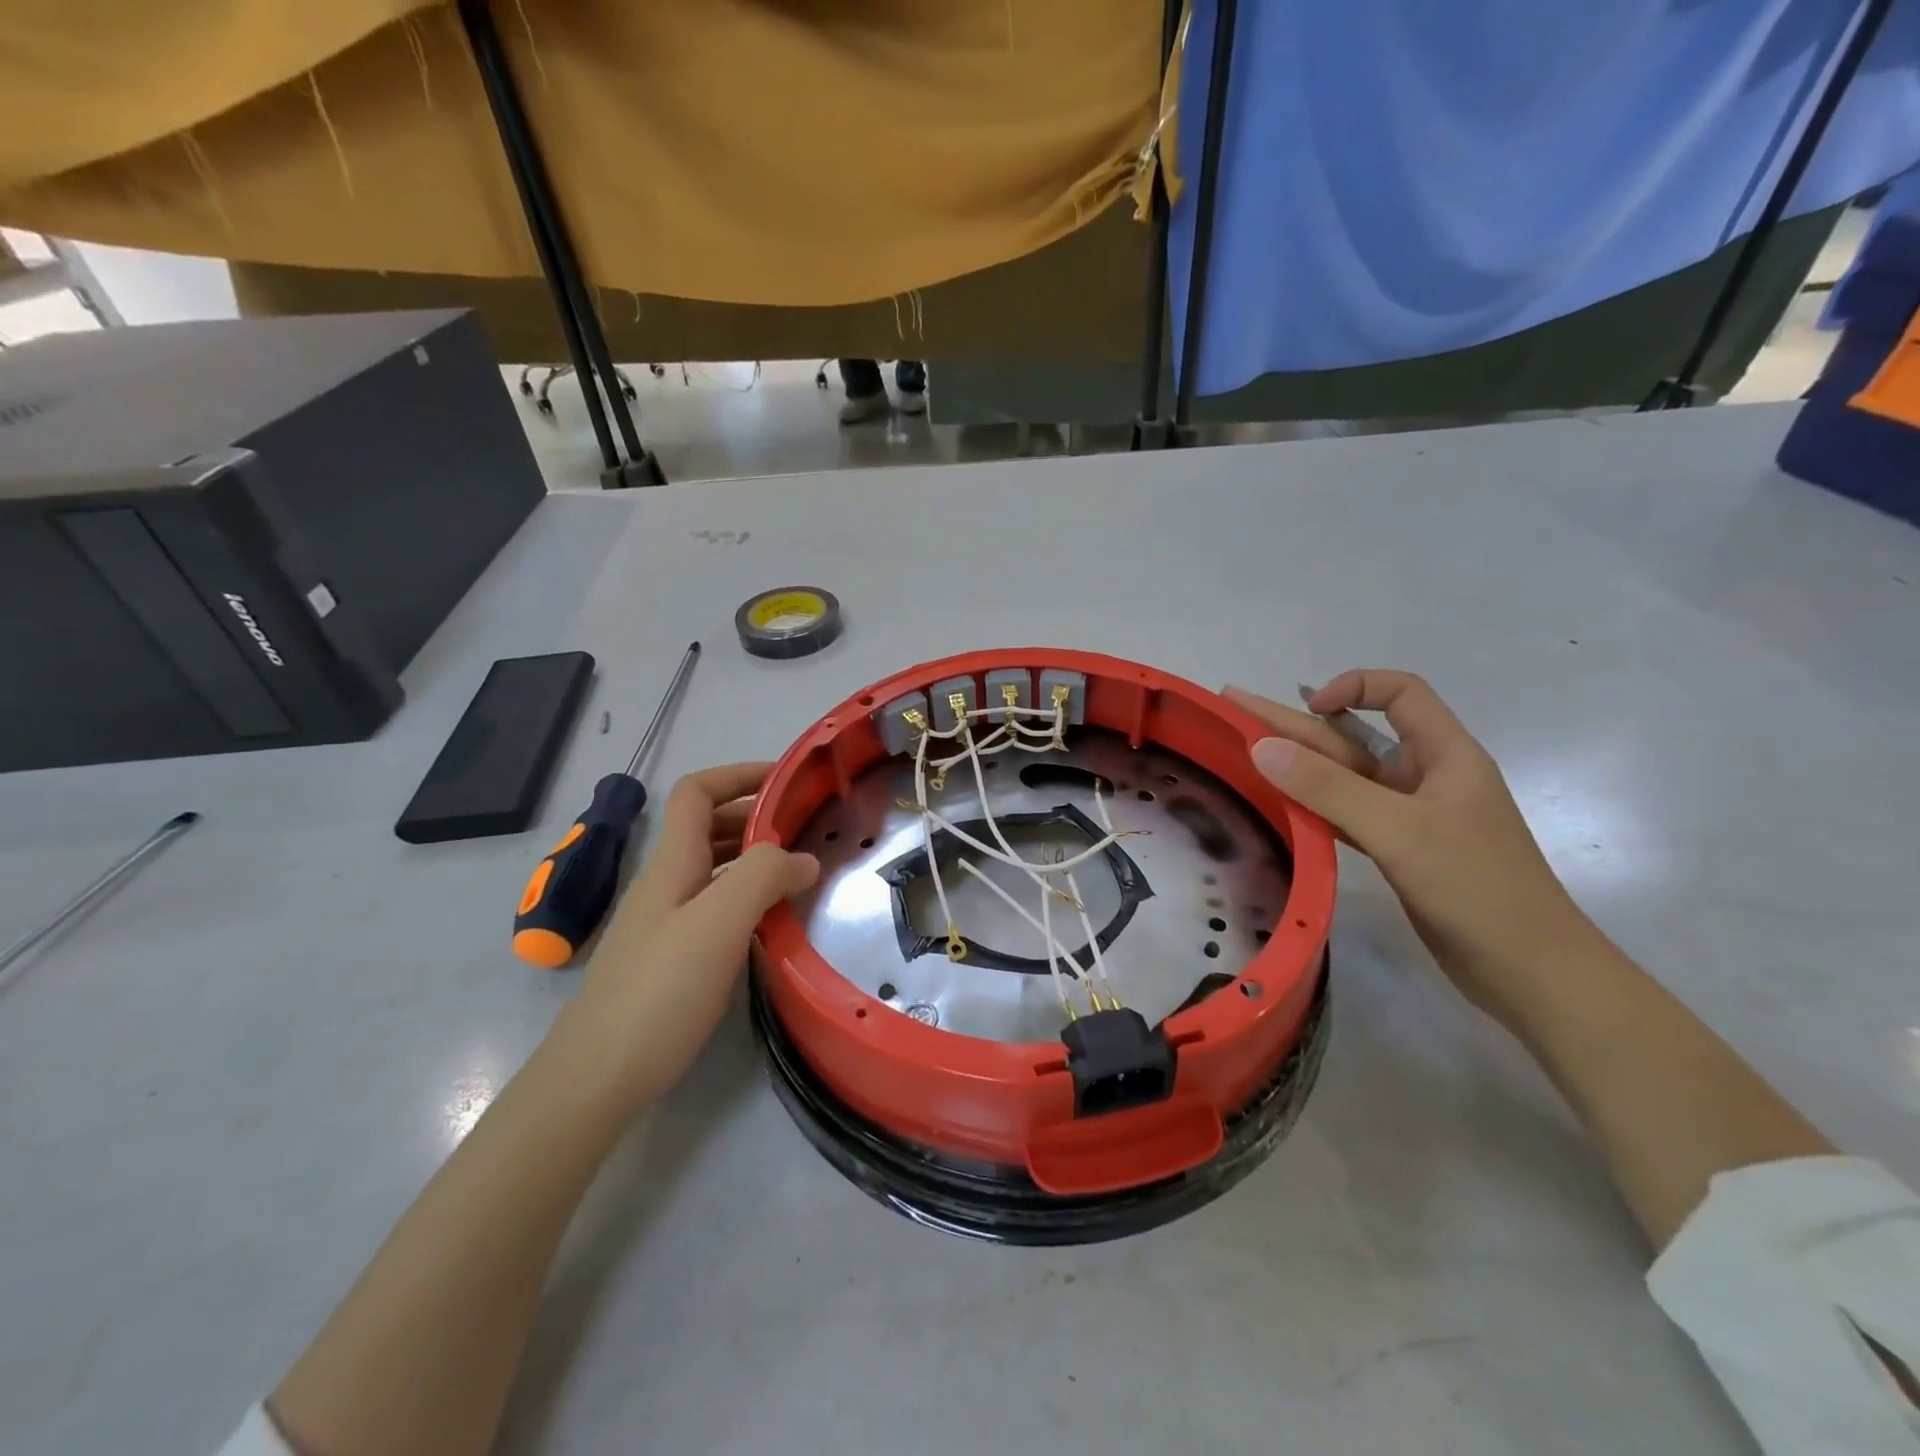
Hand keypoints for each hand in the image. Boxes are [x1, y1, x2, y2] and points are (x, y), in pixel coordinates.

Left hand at [551, 763, 818, 1113]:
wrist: (597, 1079)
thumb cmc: (658, 993)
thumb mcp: (718, 925)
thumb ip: (763, 877)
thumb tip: (803, 858)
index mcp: (671, 864)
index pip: (697, 792)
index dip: (738, 774)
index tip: (788, 780)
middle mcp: (665, 884)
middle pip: (706, 825)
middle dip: (755, 814)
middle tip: (806, 828)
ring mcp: (664, 922)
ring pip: (712, 867)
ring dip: (753, 856)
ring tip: (798, 871)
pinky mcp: (671, 957)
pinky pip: (714, 905)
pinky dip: (746, 896)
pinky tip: (771, 922)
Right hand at [1224, 673, 1596, 1025]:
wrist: (1531, 973)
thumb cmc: (1477, 888)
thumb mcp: (1400, 831)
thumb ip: (1329, 788)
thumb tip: (1261, 747)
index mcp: (1445, 755)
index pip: (1400, 694)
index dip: (1353, 687)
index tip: (1309, 709)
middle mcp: (1426, 778)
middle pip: (1354, 737)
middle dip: (1295, 723)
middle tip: (1233, 708)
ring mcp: (1411, 818)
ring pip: (1345, 779)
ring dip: (1297, 765)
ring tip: (1241, 753)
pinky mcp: (1400, 852)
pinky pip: (1345, 815)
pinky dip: (1311, 806)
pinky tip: (1276, 804)